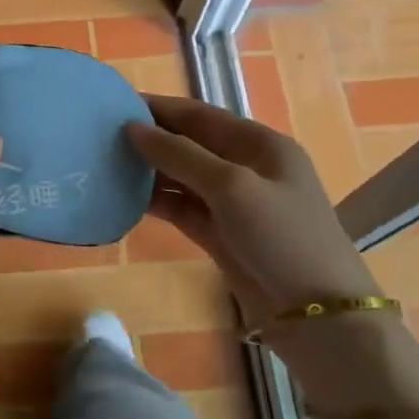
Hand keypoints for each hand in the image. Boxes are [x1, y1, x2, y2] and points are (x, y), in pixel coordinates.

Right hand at [126, 95, 380, 325]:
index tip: (115, 103)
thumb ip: (181, 155)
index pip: (201, 115)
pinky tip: (123, 196)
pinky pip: (182, 207)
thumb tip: (133, 128)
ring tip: (105, 162)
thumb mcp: (232, 187)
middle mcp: (246, 167)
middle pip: (190, 143)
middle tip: (101, 134)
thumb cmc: (282, 237)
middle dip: (151, 137)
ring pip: (183, 176)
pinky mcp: (220, 233)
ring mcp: (233, 203)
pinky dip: (156, 201)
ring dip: (149, 170)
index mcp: (260, 144)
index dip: (160, 108)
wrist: (316, 315)